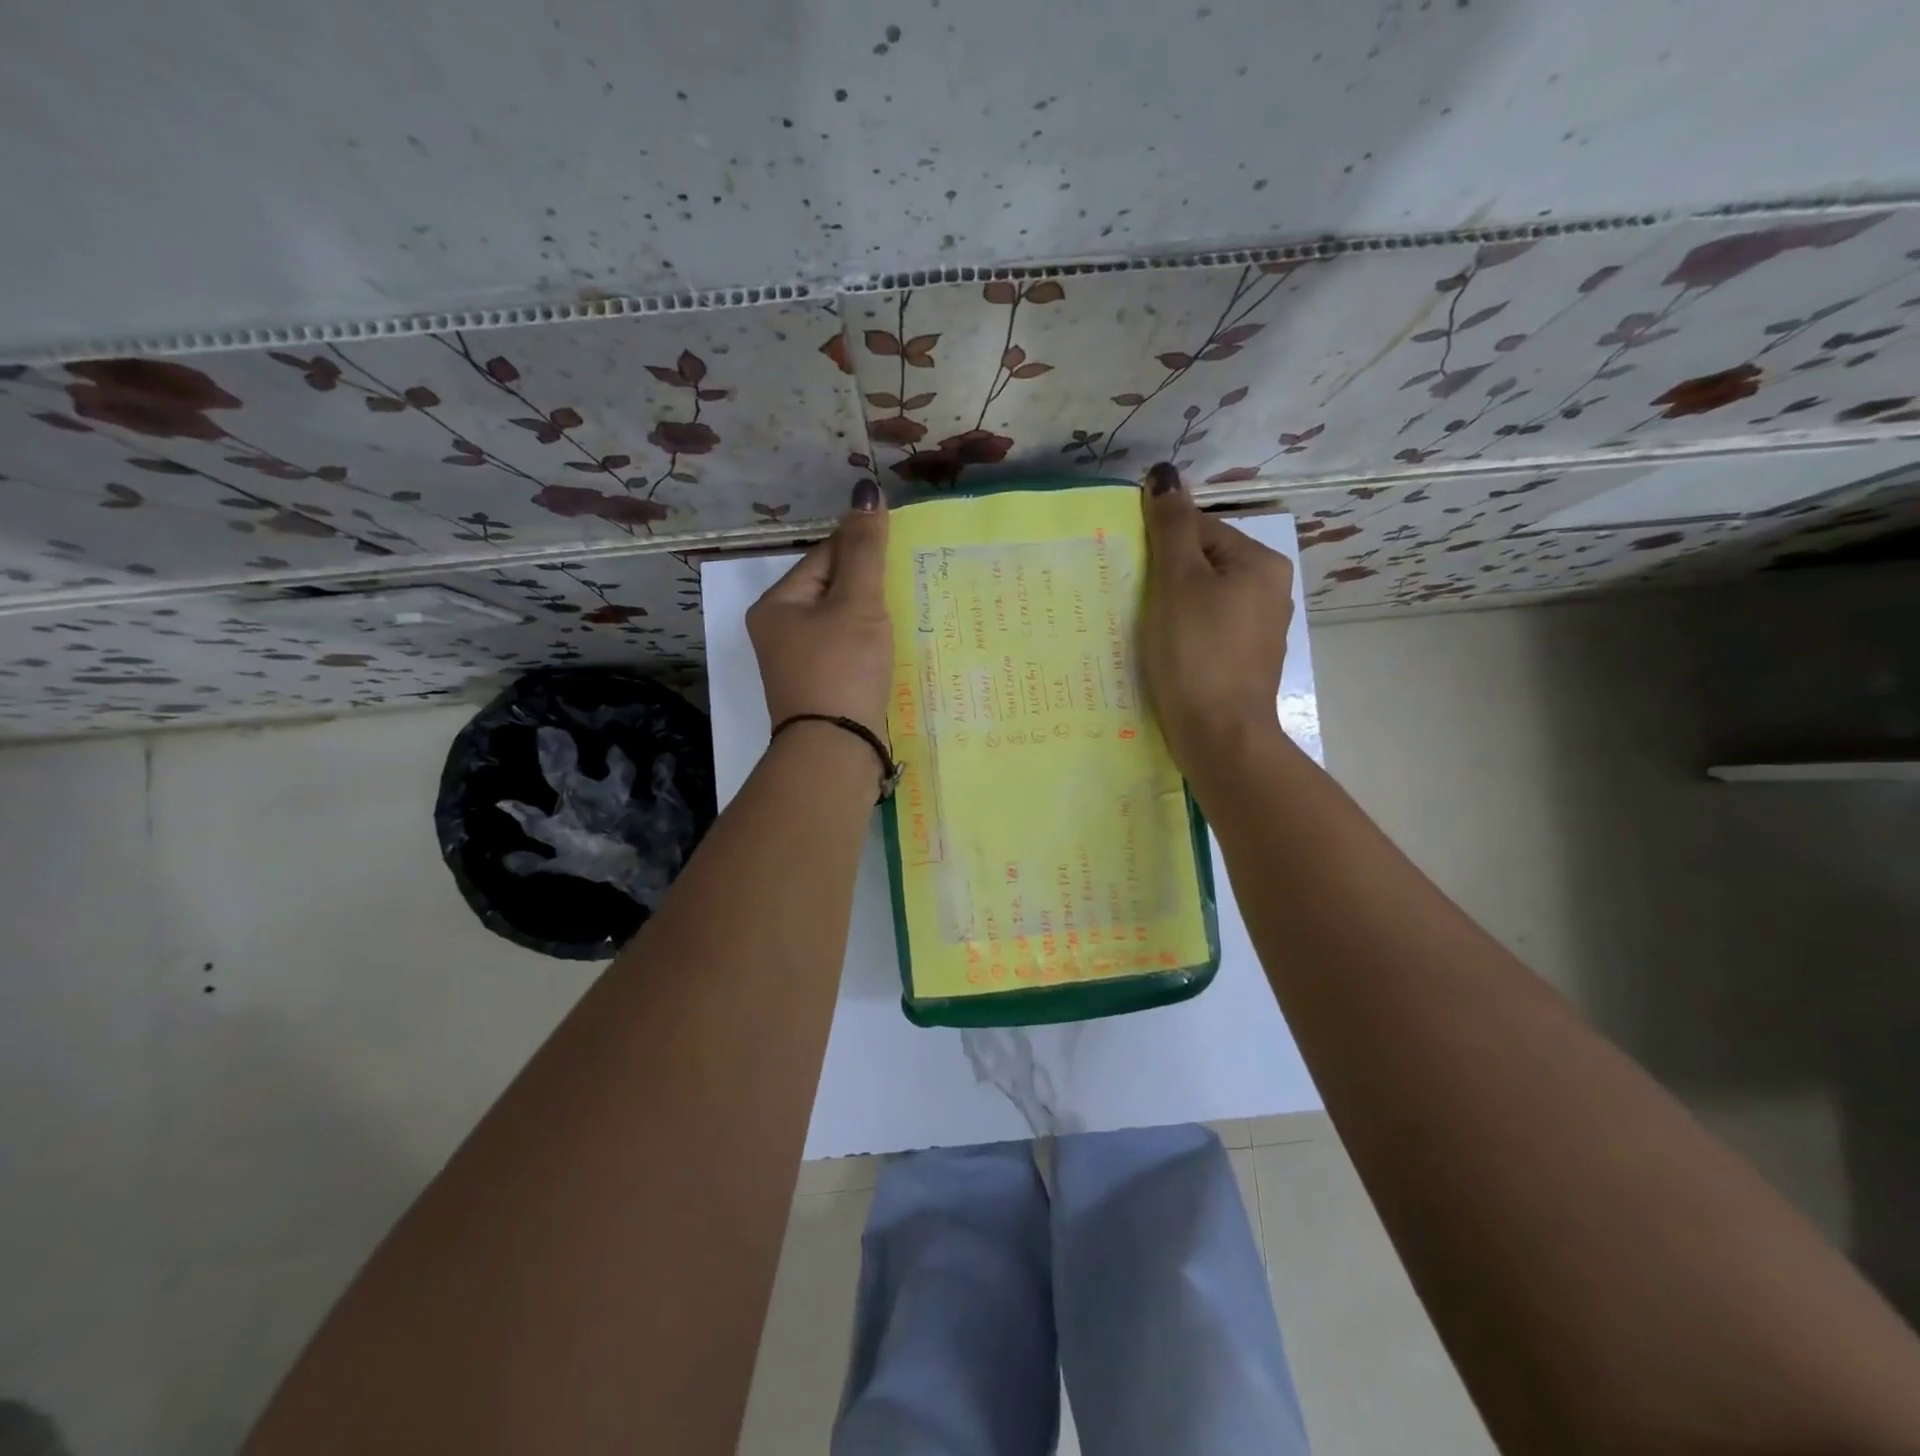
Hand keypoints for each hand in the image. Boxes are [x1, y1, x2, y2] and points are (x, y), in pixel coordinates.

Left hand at [747, 481, 892, 735]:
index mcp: (777, 605)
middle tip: (909, 584)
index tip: (900, 549)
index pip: (825, 557)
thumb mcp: (856, 603)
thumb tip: (865, 493)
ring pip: (842, 624)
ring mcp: (798, 665)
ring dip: (872, 618)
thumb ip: (864, 550)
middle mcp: (779, 632)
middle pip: (832, 591)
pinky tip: (892, 650)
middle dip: (869, 587)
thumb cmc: (842, 668)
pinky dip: (868, 648)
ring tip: (906, 616)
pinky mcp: (819, 690)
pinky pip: (846, 653)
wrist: (835, 751)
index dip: (863, 549)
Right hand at [1139, 462, 1293, 772]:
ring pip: (1203, 601)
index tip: (1133, 575)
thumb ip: (1171, 527)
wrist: (1219, 736)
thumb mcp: (1177, 582)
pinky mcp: (1244, 662)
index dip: (1161, 548)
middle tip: (1134, 604)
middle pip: (1203, 565)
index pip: (1200, 530)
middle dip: (1166, 579)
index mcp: (1260, 563)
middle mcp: (1270, 590)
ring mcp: (1259, 630)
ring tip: (1144, 631)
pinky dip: (1185, 636)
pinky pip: (1208, 631)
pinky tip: (1165, 655)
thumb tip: (1165, 473)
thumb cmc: (1196, 653)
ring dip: (1172, 609)